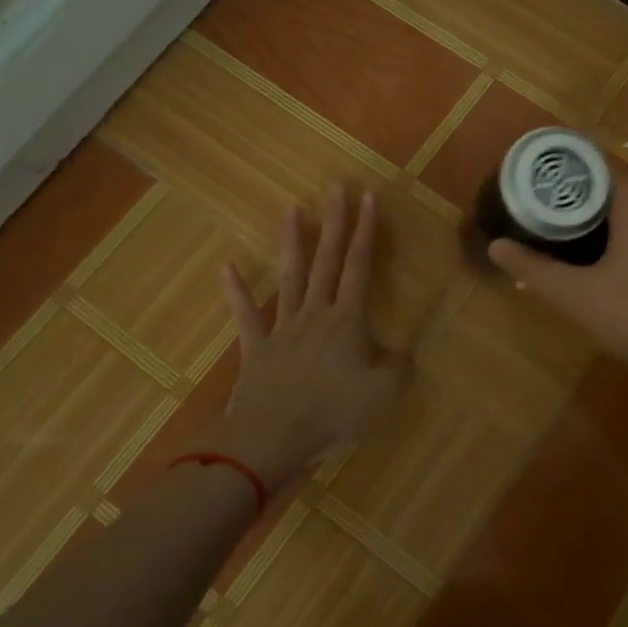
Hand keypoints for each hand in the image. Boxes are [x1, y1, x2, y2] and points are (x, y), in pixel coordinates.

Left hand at [216, 187, 409, 491]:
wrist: (272, 438)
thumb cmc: (333, 413)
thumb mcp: (385, 394)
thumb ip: (400, 367)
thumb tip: (400, 352)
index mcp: (347, 321)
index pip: (360, 266)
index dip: (366, 231)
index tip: (369, 197)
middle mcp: (315, 314)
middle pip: (327, 260)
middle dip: (334, 222)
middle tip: (336, 187)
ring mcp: (283, 328)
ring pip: (290, 277)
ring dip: (293, 242)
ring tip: (293, 208)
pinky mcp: (257, 348)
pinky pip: (246, 315)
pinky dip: (237, 291)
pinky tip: (227, 266)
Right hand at [487, 180, 627, 409]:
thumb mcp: (579, 299)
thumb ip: (534, 269)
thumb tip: (495, 246)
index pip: (590, 176)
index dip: (561, 193)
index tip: (541, 213)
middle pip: (618, 199)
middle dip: (589, 221)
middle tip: (562, 251)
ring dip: (620, 238)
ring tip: (595, 271)